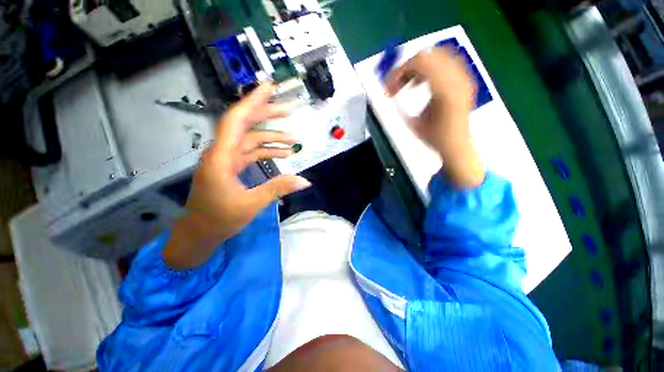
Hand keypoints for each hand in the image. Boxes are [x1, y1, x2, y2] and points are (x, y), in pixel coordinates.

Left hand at [164, 83, 311, 268]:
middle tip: (290, 109)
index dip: (252, 102)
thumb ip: (278, 188)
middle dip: (267, 115)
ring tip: (294, 138)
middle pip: (245, 125)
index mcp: (221, 158)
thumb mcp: (251, 204)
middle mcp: (222, 152)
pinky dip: (267, 151)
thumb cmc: (219, 219)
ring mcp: (227, 159)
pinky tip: (284, 154)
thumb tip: (305, 181)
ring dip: (272, 137)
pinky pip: (251, 152)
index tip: (269, 88)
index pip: (235, 121)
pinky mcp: (232, 166)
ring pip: (250, 139)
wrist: (200, 232)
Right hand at [384, 48, 484, 187]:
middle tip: (395, 85)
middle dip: (407, 68)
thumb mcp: (414, 123)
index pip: (420, 63)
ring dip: (417, 68)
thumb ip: (403, 103)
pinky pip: (444, 63)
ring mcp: (463, 77)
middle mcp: (457, 78)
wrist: (457, 145)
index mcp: (445, 91)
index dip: (399, 71)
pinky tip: (420, 83)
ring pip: (436, 56)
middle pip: (428, 55)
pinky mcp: (463, 80)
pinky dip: (428, 69)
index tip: (388, 86)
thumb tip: (392, 89)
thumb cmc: (434, 138)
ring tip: (407, 85)